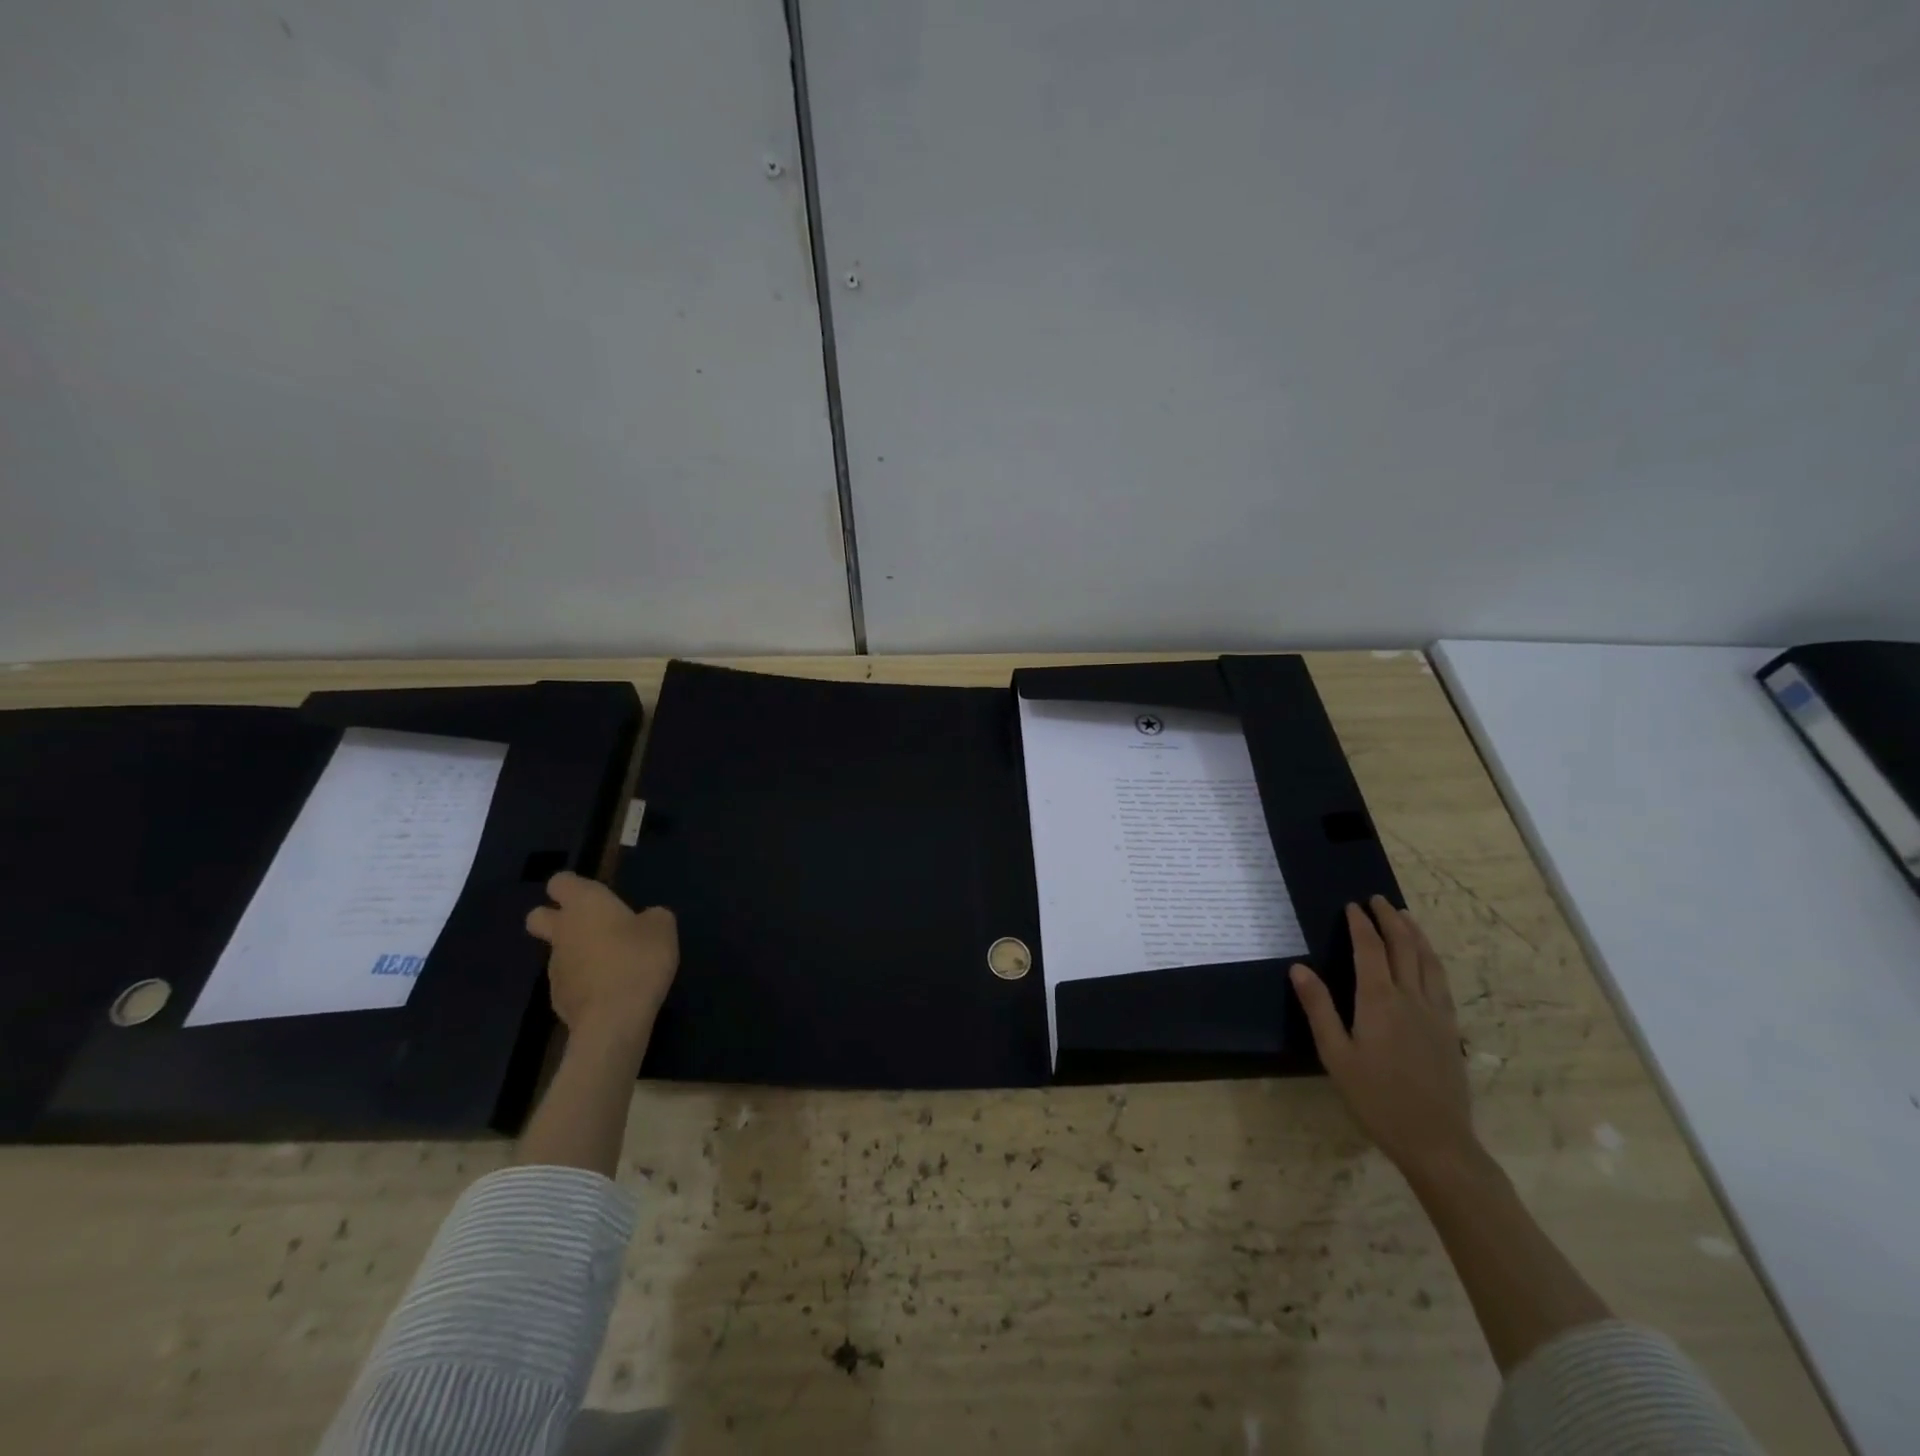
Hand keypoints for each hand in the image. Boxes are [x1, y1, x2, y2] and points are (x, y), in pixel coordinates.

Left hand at [524, 871, 678, 1051]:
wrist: (613, 1019)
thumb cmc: (638, 960)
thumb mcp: (663, 928)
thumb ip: (652, 917)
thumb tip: (644, 920)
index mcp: (585, 904)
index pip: (561, 882)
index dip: (574, 885)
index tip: (597, 894)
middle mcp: (562, 931)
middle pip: (538, 916)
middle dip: (554, 917)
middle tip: (590, 925)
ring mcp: (554, 967)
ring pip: (557, 951)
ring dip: (577, 953)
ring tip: (613, 965)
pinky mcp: (557, 998)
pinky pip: (569, 980)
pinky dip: (584, 981)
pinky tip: (610, 990)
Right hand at [1291, 897, 1475, 1181]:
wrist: (1436, 1141)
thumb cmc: (1376, 1099)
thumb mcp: (1336, 1055)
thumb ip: (1319, 1008)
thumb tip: (1299, 968)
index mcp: (1380, 1001)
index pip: (1371, 950)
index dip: (1361, 924)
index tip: (1352, 905)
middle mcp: (1412, 998)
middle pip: (1404, 947)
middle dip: (1390, 919)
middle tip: (1378, 900)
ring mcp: (1436, 1014)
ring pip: (1429, 961)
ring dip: (1416, 934)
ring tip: (1405, 917)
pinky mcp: (1450, 1030)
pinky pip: (1442, 982)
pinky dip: (1432, 959)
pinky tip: (1427, 961)